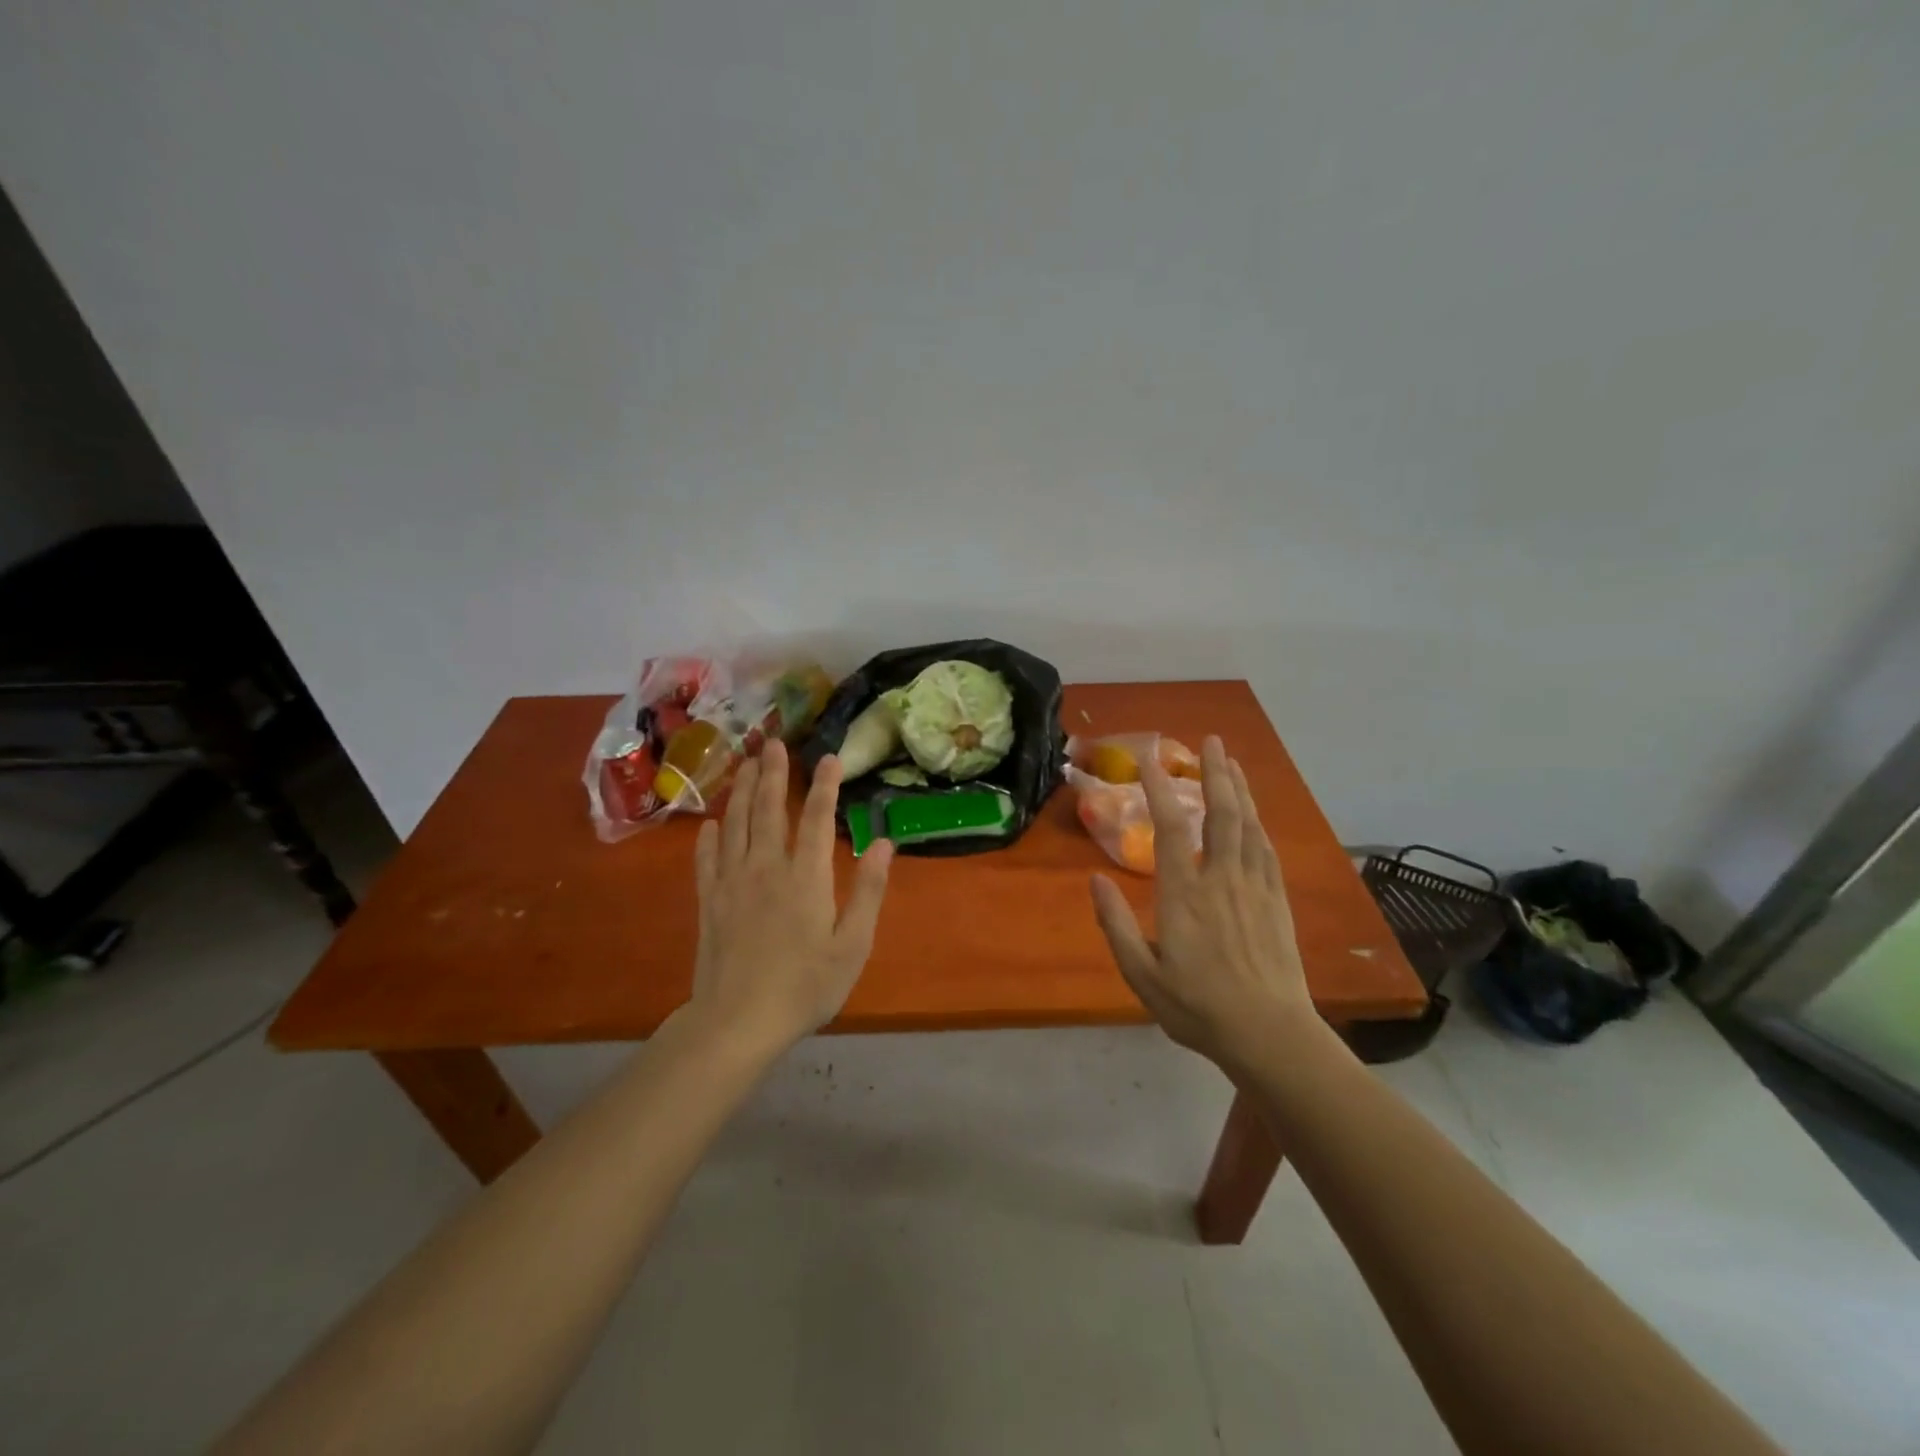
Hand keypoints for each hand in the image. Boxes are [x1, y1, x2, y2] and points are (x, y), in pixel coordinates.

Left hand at [688, 740, 894, 1052]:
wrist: (737, 1022)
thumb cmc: (805, 987)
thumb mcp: (852, 945)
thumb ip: (869, 891)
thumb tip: (885, 843)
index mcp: (805, 877)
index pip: (815, 819)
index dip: (823, 785)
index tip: (828, 757)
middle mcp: (766, 868)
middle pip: (767, 810)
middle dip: (772, 773)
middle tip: (772, 741)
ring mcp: (732, 883)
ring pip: (735, 825)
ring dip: (742, 791)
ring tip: (745, 763)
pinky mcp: (709, 902)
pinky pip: (707, 859)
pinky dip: (710, 836)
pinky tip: (712, 823)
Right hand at [1090, 736, 1313, 1072]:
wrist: (1269, 1035)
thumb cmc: (1198, 1008)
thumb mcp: (1142, 975)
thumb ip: (1115, 925)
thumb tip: (1094, 880)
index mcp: (1184, 895)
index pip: (1170, 827)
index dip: (1158, 788)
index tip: (1148, 758)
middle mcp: (1221, 880)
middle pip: (1220, 814)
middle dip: (1215, 773)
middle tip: (1212, 741)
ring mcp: (1254, 888)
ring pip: (1248, 826)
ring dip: (1240, 790)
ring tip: (1232, 762)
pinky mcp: (1277, 902)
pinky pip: (1267, 850)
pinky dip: (1258, 823)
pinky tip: (1254, 814)